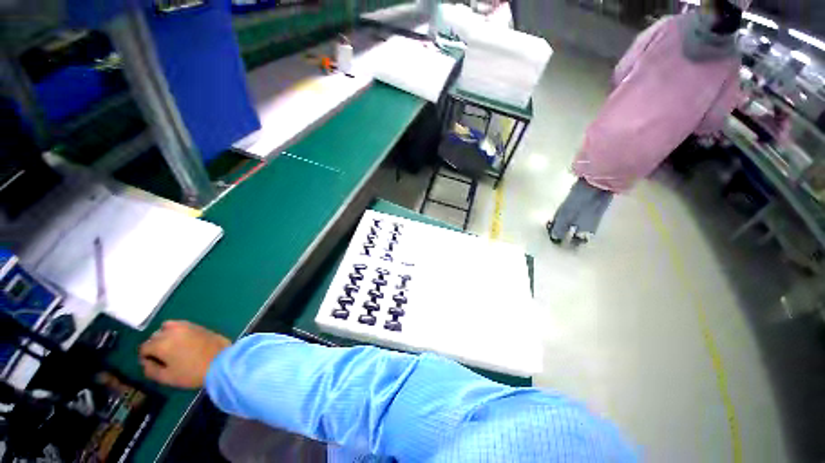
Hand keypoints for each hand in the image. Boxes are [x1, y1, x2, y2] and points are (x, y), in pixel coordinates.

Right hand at [139, 320, 230, 388]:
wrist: (221, 362)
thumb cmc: (192, 373)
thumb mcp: (167, 377)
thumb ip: (150, 370)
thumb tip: (145, 362)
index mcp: (161, 343)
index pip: (144, 347)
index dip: (146, 357)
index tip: (153, 365)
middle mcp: (172, 331)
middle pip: (155, 336)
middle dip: (155, 346)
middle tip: (163, 358)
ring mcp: (187, 326)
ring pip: (167, 327)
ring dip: (165, 336)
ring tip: (172, 348)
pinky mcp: (198, 325)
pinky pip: (181, 325)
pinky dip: (177, 331)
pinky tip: (183, 342)